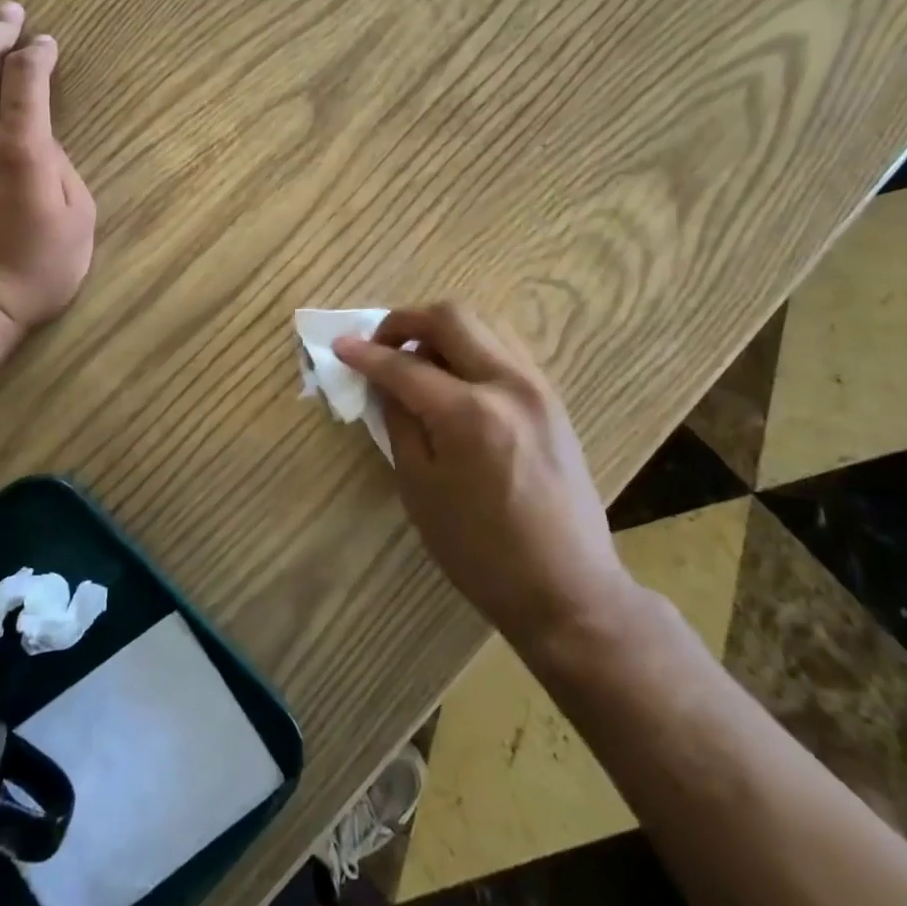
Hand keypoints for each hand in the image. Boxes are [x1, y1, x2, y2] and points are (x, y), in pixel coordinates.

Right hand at [334, 303, 633, 647]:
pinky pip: (504, 347)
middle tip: (379, 345)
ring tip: (416, 360)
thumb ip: (399, 422)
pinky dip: (471, 346)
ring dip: (441, 330)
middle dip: (405, 321)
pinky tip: (453, 377)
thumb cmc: (481, 552)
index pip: (404, 365)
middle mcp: (508, 384)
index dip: (365, 354)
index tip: (340, 347)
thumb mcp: (421, 490)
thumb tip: (384, 382)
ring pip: (482, 323)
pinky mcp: (552, 397)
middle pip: (450, 317)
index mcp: (469, 414)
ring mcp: (537, 386)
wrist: (567, 588)